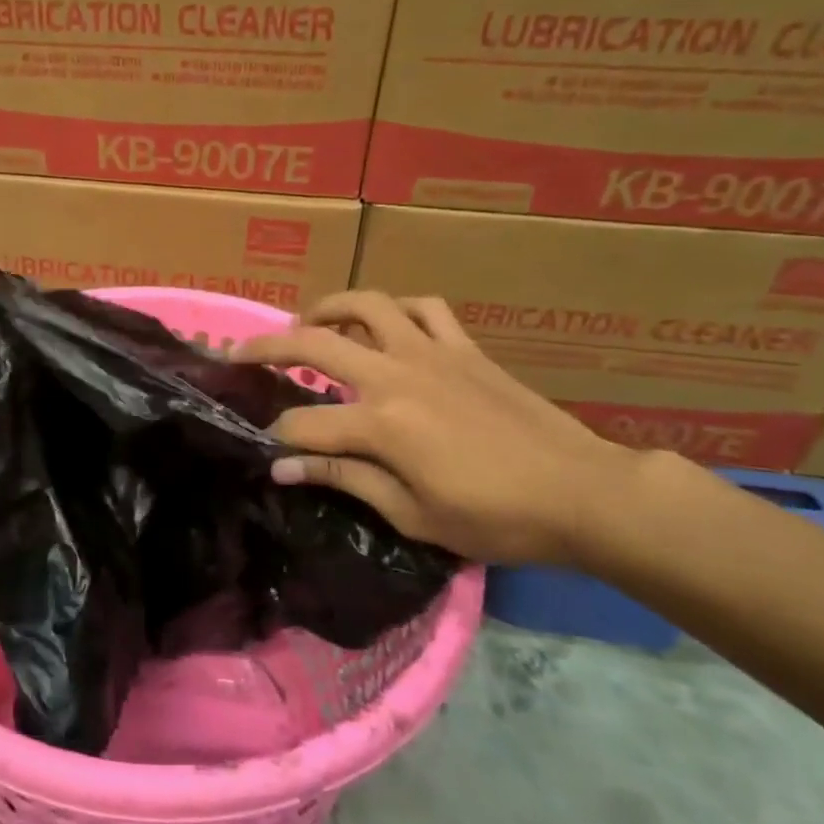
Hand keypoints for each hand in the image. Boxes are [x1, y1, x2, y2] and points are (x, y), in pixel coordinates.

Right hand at [233, 292, 643, 566]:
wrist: (585, 493)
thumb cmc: (497, 518)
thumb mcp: (414, 515)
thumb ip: (345, 480)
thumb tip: (284, 467)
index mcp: (381, 425)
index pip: (304, 424)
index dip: (278, 438)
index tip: (267, 452)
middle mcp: (396, 375)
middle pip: (314, 345)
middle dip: (266, 348)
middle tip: (239, 353)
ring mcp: (431, 353)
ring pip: (366, 305)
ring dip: (326, 309)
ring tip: (306, 323)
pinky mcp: (464, 347)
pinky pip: (423, 308)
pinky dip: (396, 309)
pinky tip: (385, 324)